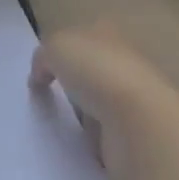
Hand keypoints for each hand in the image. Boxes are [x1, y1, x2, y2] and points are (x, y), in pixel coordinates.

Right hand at [29, 23, 174, 176]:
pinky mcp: (137, 136)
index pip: (82, 37)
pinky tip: (86, 147)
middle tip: (54, 100)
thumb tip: (39, 76)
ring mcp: (133, 100)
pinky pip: (108, 137)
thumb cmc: (95, 71)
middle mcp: (123, 62)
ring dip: (85, 119)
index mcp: (106, 33)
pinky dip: (96, 144)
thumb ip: (43, 56)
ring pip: (99, 106)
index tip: (46, 73)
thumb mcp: (55, 47)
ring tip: (69, 128)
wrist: (138, 123)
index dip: (63, 52)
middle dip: (74, 88)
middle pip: (91, 73)